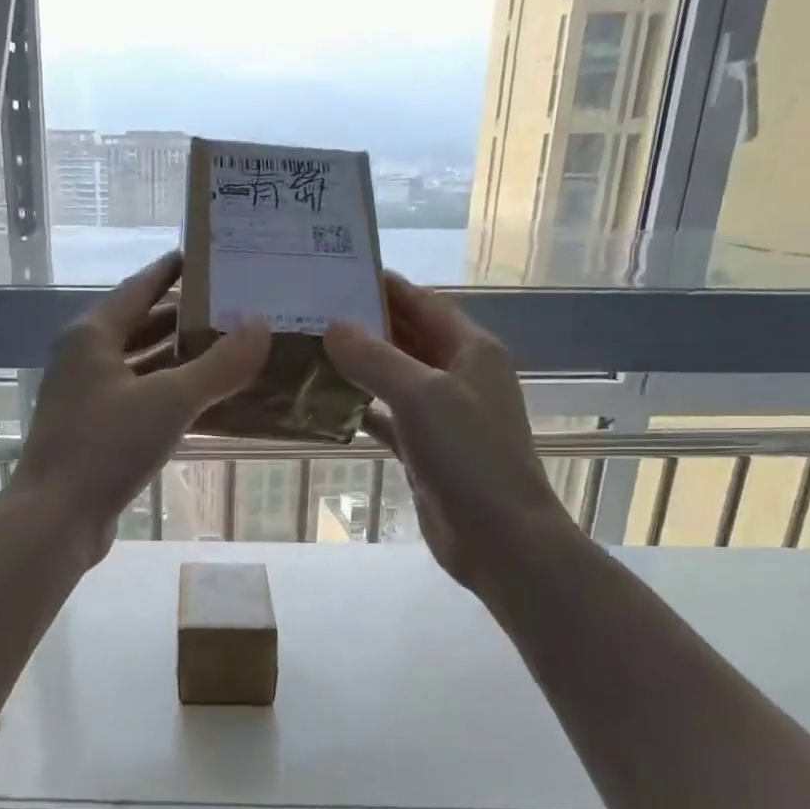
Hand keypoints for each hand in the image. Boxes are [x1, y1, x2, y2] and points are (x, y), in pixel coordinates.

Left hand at [12, 252, 269, 562]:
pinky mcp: (96, 431)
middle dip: (187, 318)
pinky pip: (141, 399)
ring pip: (143, 366)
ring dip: (182, 359)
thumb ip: (219, 364)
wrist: (57, 518)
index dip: (173, 270)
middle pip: (142, 325)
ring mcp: (88, 397)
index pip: (140, 287)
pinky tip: (207, 401)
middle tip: (236, 308)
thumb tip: (261, 325)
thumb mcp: (170, 400)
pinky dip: (172, 394)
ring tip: (232, 350)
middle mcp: (86, 359)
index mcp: (93, 335)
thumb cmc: (107, 447)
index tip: (210, 257)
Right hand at [324, 273, 576, 587]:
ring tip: (311, 350)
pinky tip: (328, 403)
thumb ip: (376, 358)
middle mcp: (459, 376)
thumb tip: (333, 327)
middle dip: (366, 323)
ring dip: (359, 365)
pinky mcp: (425, 450)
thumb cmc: (469, 456)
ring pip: (395, 377)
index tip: (341, 271)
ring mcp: (443, 416)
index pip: (424, 304)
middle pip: (408, 337)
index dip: (387, 286)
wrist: (499, 537)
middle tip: (313, 310)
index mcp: (471, 351)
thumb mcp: (422, 395)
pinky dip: (363, 408)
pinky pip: (388, 417)